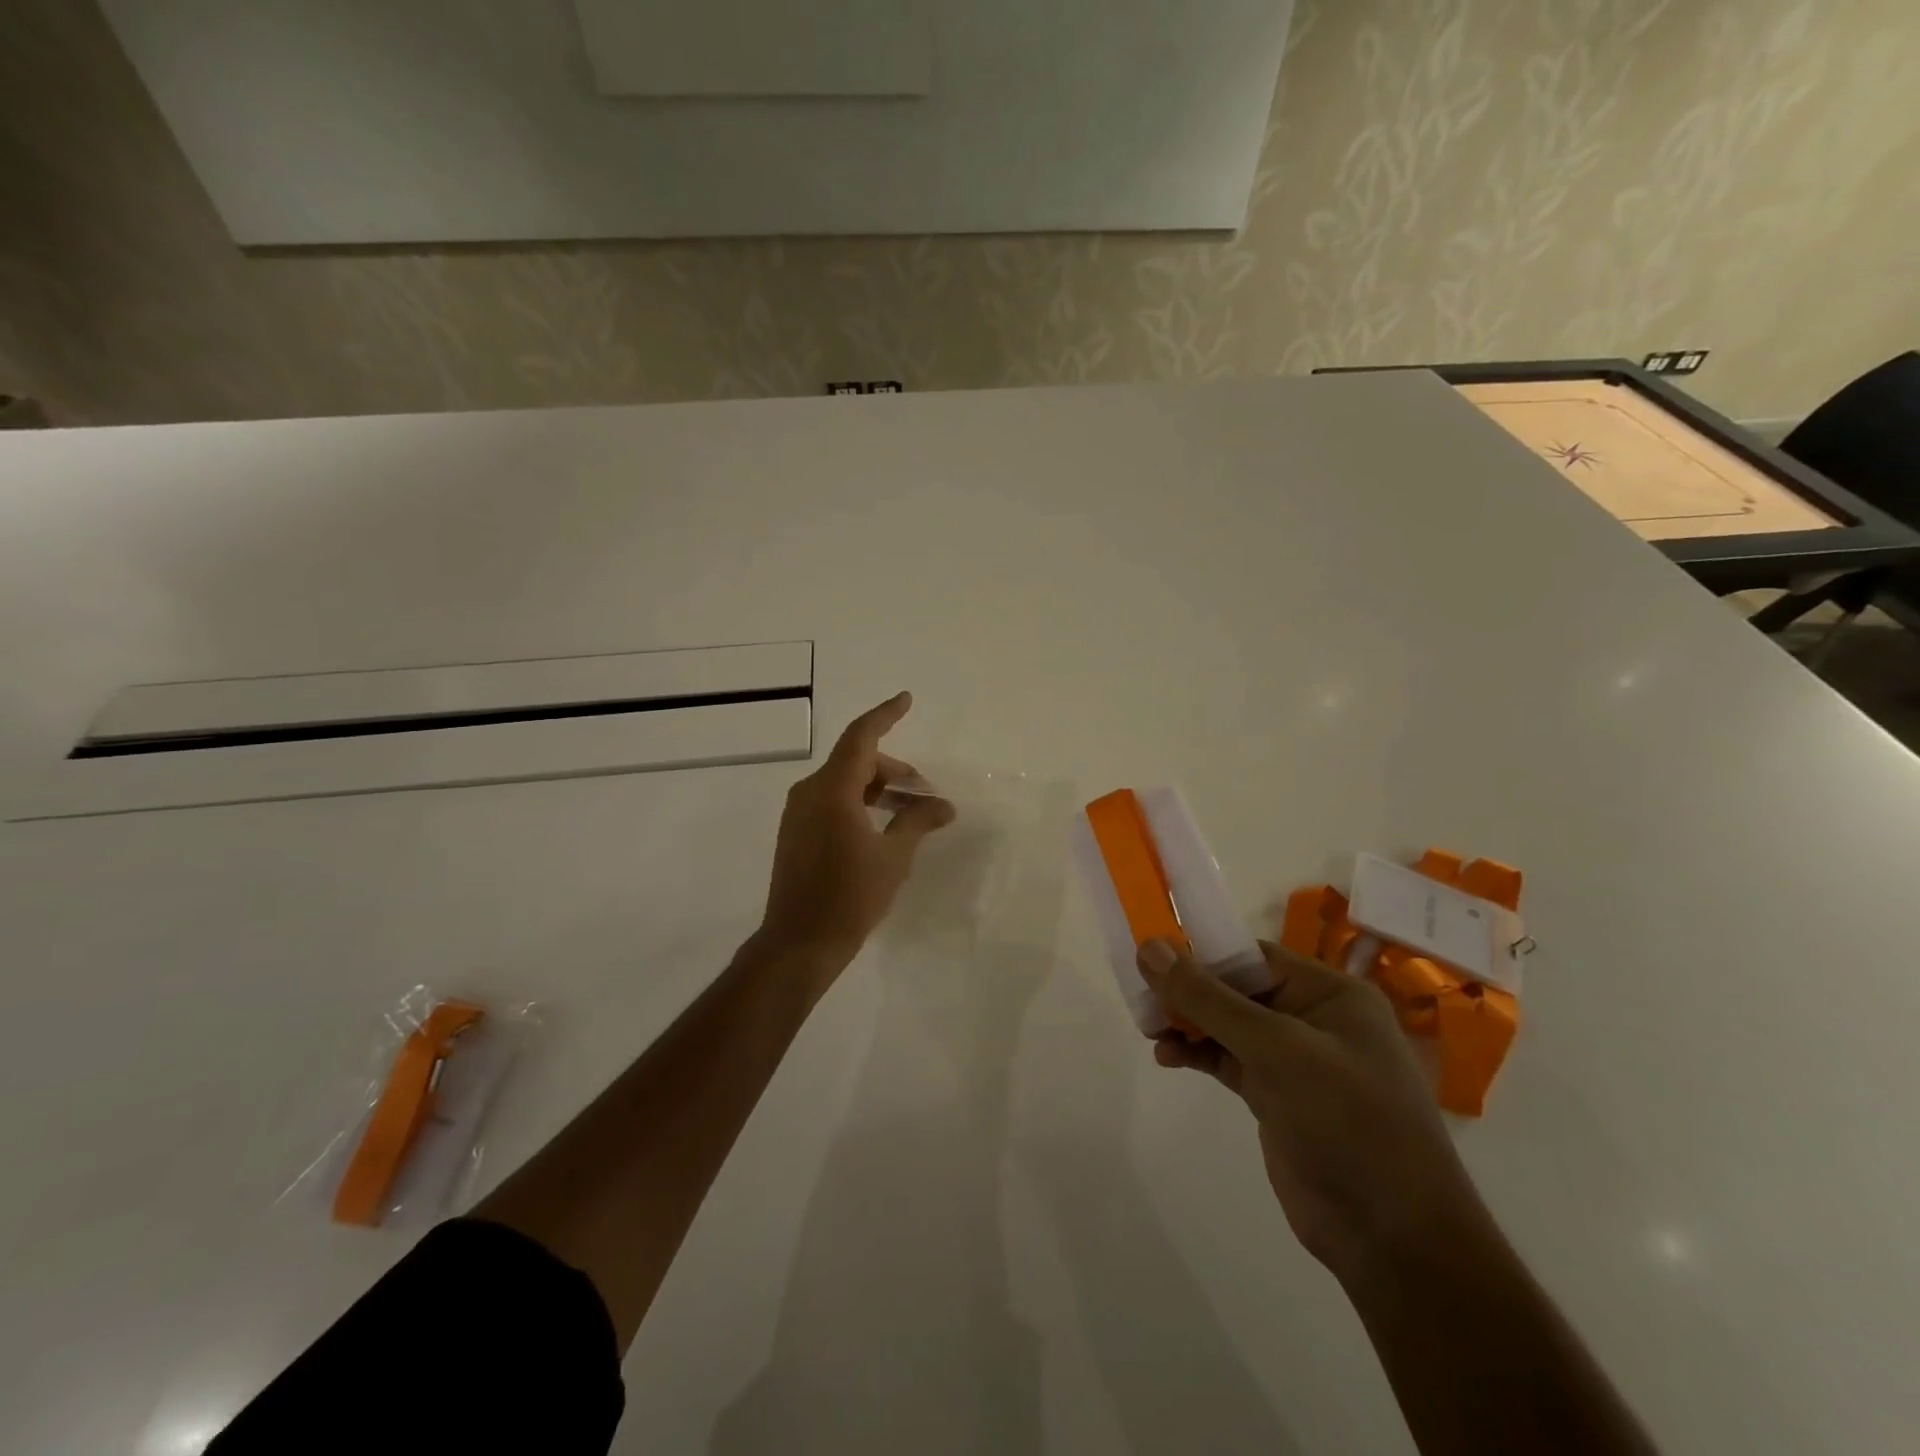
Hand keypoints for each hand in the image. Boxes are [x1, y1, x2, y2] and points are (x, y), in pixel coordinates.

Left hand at [755, 693, 955, 979]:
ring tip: (911, 814)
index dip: (885, 715)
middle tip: (925, 795)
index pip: (861, 738)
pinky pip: (832, 802)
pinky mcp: (797, 833)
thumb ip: (918, 822)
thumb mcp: (893, 856)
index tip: (906, 700)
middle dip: (894, 771)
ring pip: (845, 784)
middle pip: (856, 762)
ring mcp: (799, 813)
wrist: (799, 942)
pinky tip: (883, 828)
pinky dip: (860, 804)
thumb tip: (944, 806)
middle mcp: (810, 793)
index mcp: (832, 790)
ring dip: (878, 790)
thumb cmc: (850, 896)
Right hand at [1138, 938, 1493, 1282]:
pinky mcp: (1277, 1098)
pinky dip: (1197, 1053)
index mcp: (1330, 994)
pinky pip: (1227, 1060)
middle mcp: (1313, 1019)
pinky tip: (1167, 1056)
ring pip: (1227, 1025)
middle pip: (1235, 988)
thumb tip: (1150, 947)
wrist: (1394, 1240)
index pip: (1253, 955)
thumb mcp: (1276, 1051)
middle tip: (1140, 996)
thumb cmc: (1348, 1122)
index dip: (1201, 951)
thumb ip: (1209, 999)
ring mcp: (1295, 1062)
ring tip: (1148, 1028)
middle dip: (1188, 990)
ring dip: (1187, 1022)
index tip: (1150, 954)